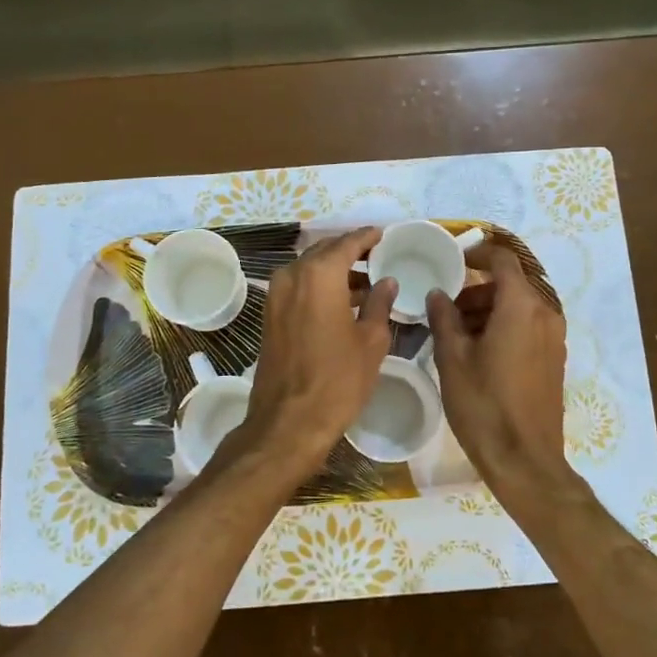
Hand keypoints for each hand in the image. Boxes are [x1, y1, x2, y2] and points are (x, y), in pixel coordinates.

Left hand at [226, 227, 395, 483]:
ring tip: (366, 281)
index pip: (347, 243)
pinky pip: (298, 286)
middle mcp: (292, 275)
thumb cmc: (338, 380)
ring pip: (309, 269)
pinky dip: (319, 286)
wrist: (289, 421)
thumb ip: (380, 303)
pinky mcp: (270, 314)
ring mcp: (276, 294)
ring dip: (335, 270)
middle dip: (350, 251)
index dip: (367, 237)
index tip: (384, 235)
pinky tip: (342, 301)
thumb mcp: (371, 341)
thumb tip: (386, 281)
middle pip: (324, 251)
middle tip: (377, 256)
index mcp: (320, 275)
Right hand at [427, 242, 576, 512]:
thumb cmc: (484, 404)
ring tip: (455, 333)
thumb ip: (444, 318)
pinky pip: (528, 326)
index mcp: (521, 306)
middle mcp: (545, 313)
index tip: (451, 261)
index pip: (502, 260)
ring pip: (518, 306)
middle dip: (477, 289)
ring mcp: (554, 337)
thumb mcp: (453, 358)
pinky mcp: (554, 358)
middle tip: (445, 308)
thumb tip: (438, 294)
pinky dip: (504, 326)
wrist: (525, 460)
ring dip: (488, 309)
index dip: (476, 254)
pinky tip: (478, 352)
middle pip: (510, 284)